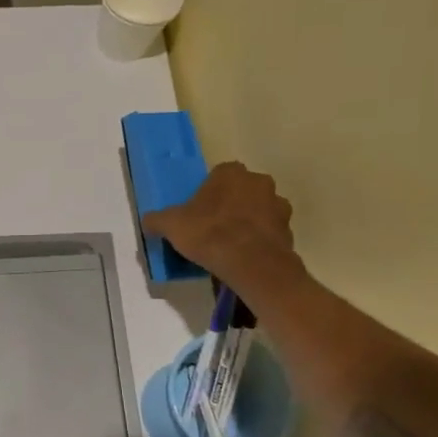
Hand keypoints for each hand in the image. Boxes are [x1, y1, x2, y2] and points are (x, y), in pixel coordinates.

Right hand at [142, 161, 299, 287]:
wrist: (250, 263)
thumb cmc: (208, 233)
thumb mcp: (170, 225)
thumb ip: (157, 220)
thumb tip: (148, 222)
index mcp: (231, 173)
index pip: (218, 174)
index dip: (207, 192)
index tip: (198, 209)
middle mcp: (259, 182)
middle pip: (242, 190)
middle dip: (231, 204)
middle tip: (214, 225)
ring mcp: (278, 206)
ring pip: (259, 210)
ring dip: (249, 221)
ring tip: (231, 244)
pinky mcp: (289, 231)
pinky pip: (269, 232)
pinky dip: (260, 240)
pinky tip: (245, 256)